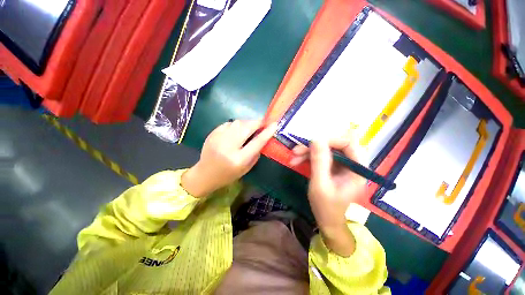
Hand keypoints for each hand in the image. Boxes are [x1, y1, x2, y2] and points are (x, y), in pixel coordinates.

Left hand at [182, 120, 277, 197]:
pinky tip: (238, 130)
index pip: (256, 142)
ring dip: (247, 123)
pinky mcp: (212, 133)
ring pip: (237, 122)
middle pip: (246, 127)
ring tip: (250, 127)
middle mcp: (228, 147)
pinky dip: (236, 124)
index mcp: (238, 159)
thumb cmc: (228, 174)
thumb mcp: (246, 168)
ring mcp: (218, 138)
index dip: (267, 132)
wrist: (205, 174)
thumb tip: (263, 138)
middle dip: (257, 123)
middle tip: (262, 123)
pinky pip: (229, 123)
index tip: (275, 124)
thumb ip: (256, 153)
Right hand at [291, 139, 364, 256]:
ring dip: (307, 152)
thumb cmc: (326, 207)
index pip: (348, 143)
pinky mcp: (331, 167)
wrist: (326, 221)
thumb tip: (316, 139)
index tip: (311, 143)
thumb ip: (319, 162)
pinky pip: (320, 156)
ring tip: (293, 158)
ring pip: (324, 150)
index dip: (330, 140)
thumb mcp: (320, 185)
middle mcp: (351, 164)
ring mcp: (340, 165)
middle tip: (296, 151)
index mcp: (357, 169)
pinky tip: (296, 161)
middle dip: (314, 147)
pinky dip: (307, 157)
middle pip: (334, 145)